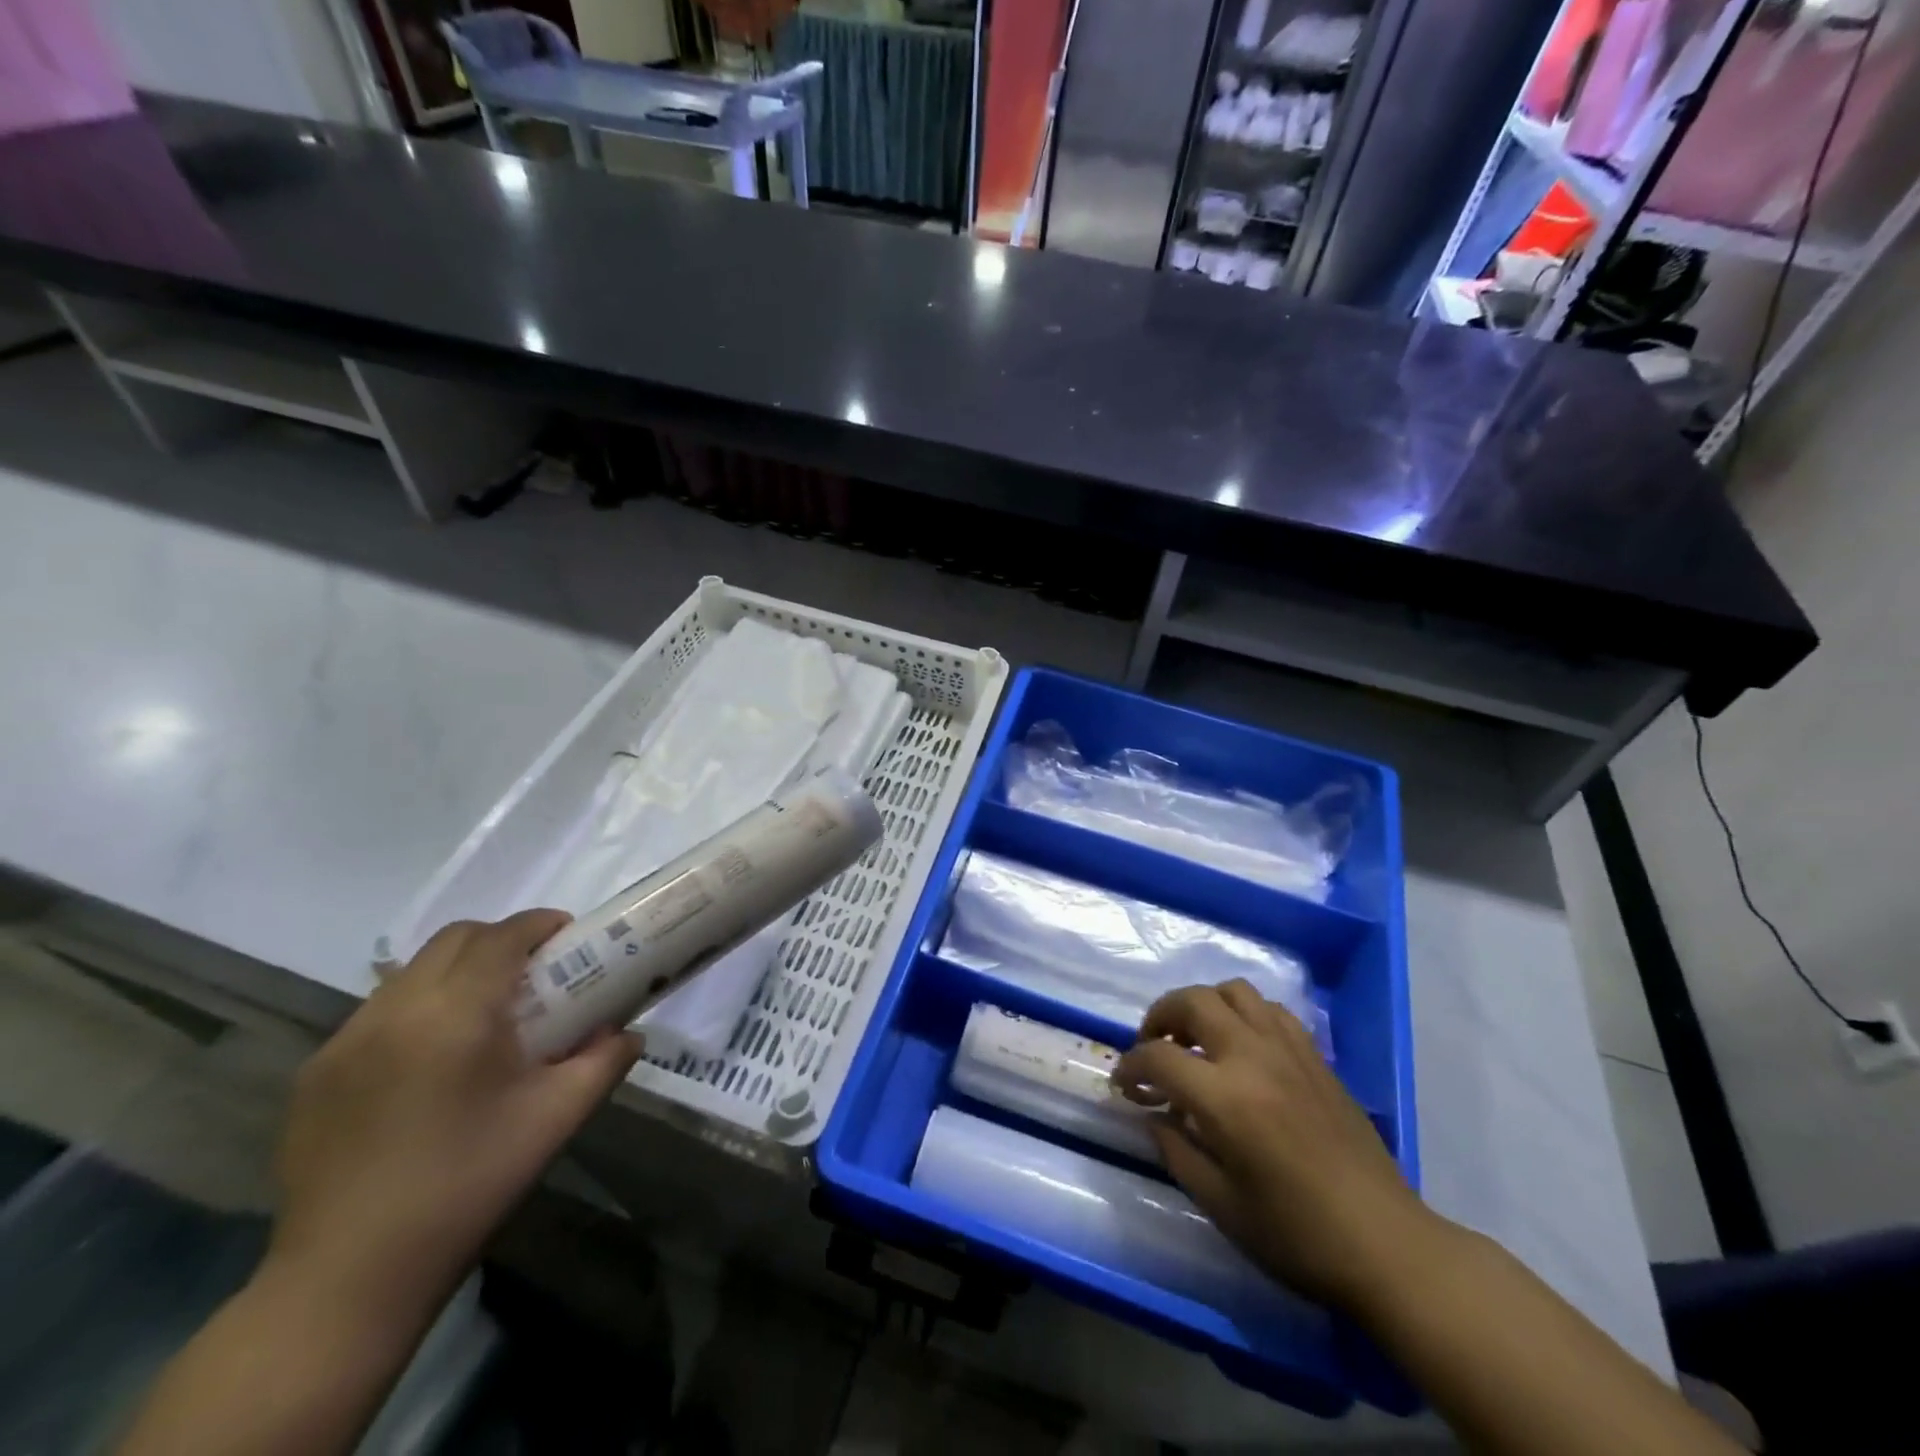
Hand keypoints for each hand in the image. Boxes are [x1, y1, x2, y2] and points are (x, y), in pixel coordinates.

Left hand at [269, 911, 641, 1316]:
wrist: (350, 1277)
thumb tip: (629, 1033)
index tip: (568, 936)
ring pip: (411, 972)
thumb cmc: (468, 1185)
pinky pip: (377, 1012)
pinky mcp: (315, 1074)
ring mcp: (344, 1041)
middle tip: (534, 972)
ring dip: (456, 971)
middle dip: (500, 939)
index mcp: (455, 1015)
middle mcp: (394, 1011)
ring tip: (485, 1014)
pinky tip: (432, 1060)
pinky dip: (417, 1008)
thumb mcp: (555, 1119)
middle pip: (453, 939)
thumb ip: (604, 1062)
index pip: (501, 937)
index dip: (539, 925)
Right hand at [1112, 979, 1435, 1310]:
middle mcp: (1253, 1057)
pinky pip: (1270, 1009)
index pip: (1158, 1057)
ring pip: (1233, 991)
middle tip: (1152, 1046)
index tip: (1124, 1084)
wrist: (1386, 1245)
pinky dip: (1244, 1013)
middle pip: (1192, 1001)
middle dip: (1159, 1016)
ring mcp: (1288, 1049)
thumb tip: (1151, 1114)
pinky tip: (1242, 1046)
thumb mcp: (1220, 1204)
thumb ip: (1175, 1150)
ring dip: (1203, 1005)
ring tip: (1196, 1038)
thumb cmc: (1296, 1236)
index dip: (1131, 1066)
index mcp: (1225, 1098)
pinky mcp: (1315, 1055)